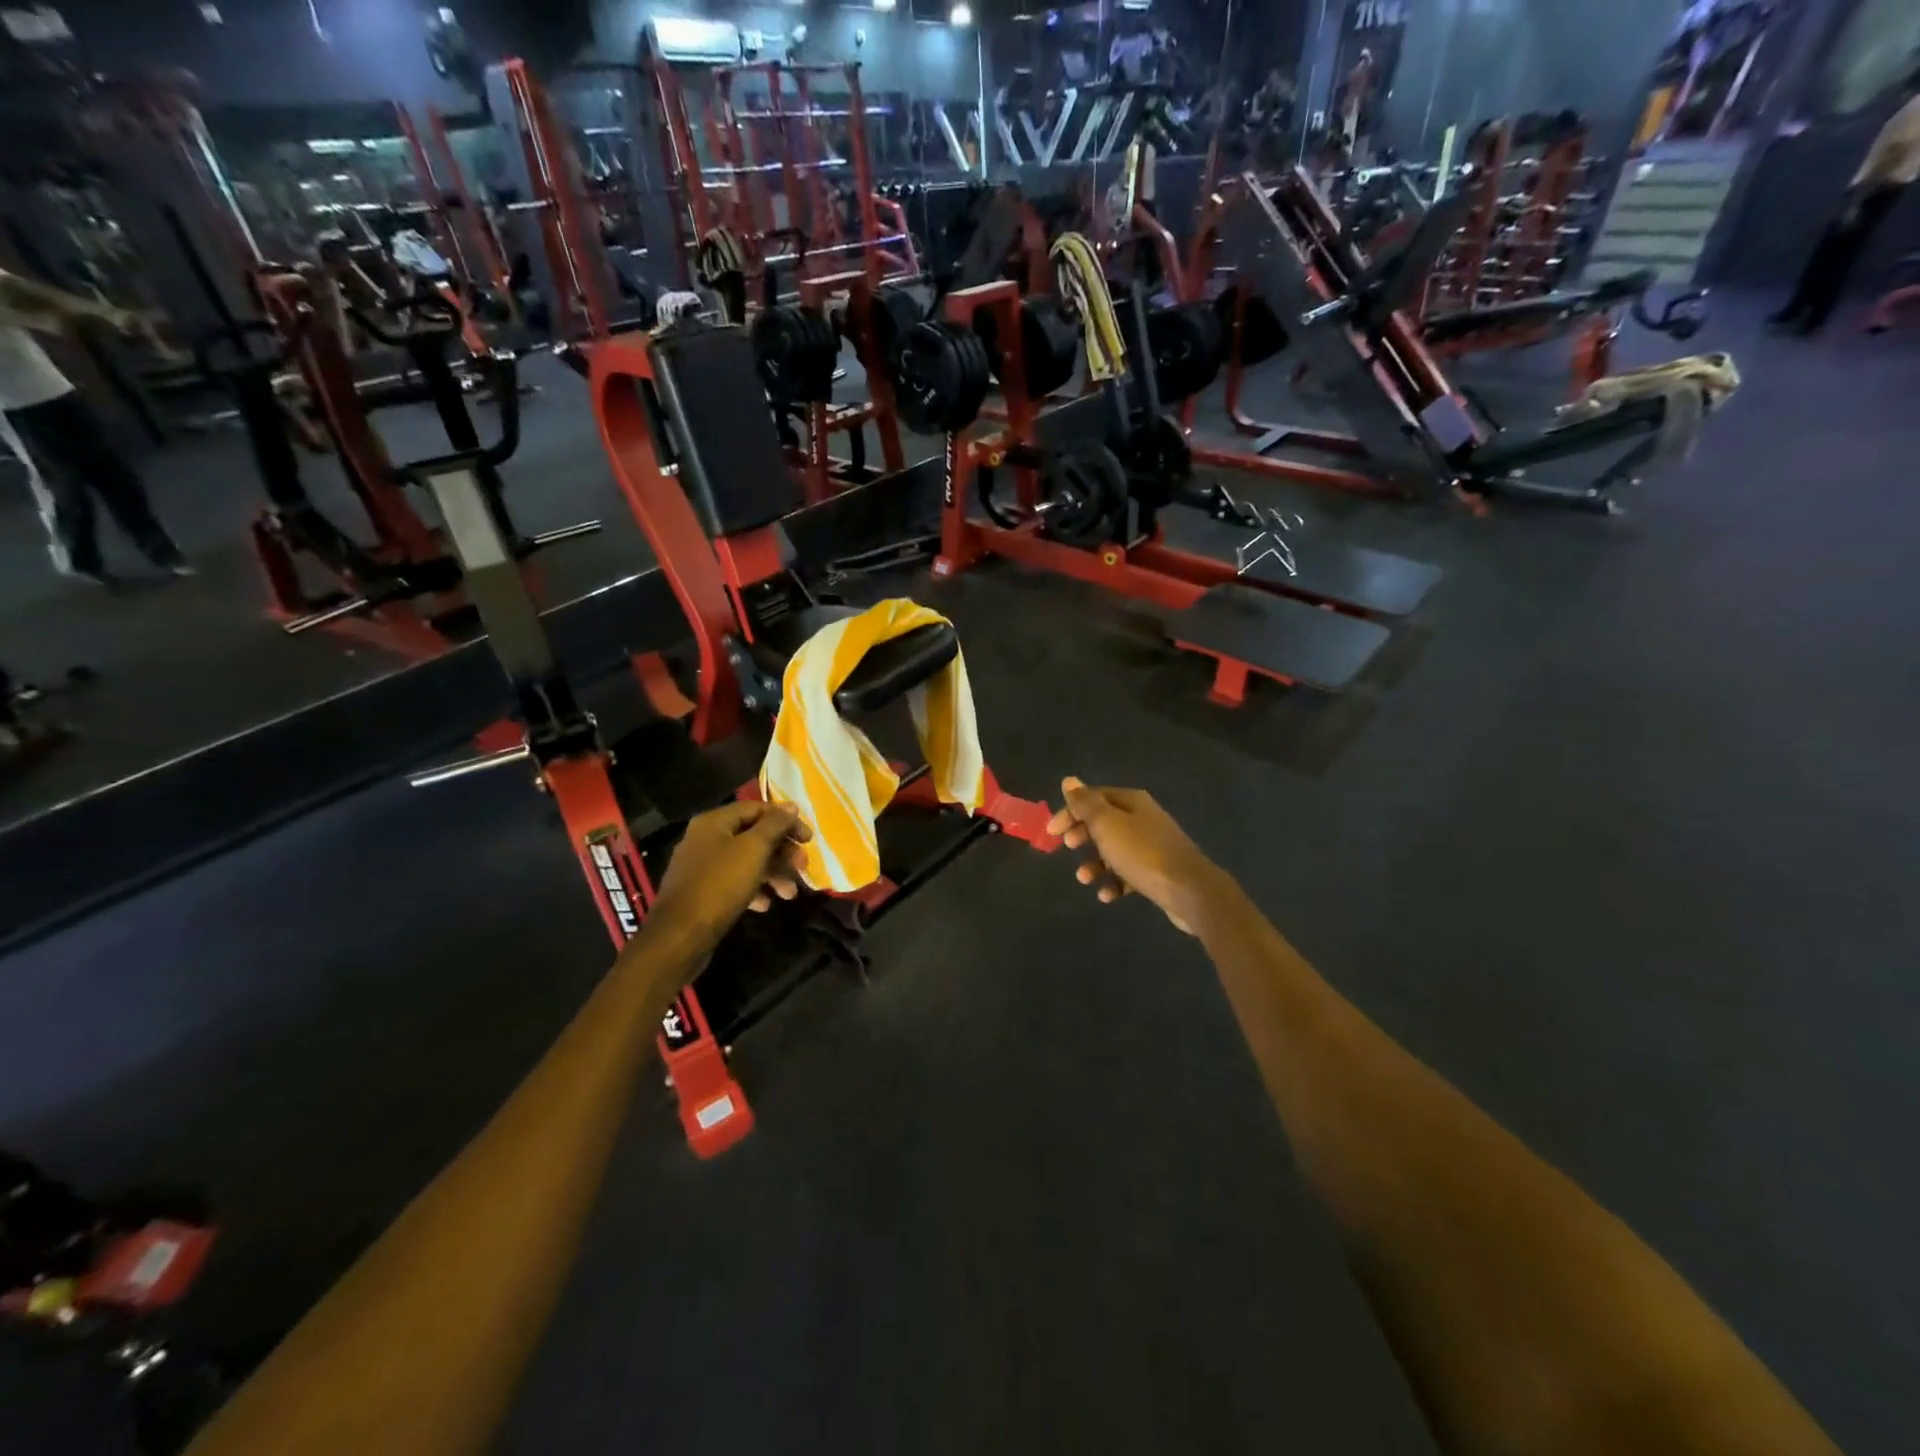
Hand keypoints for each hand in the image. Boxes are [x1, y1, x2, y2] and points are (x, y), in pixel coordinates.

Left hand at [649, 800, 811, 948]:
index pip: (758, 809)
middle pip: (753, 836)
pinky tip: (765, 905)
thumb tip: (791, 806)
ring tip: (790, 894)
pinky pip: (734, 883)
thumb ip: (774, 825)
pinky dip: (754, 890)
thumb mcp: (753, 849)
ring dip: (773, 874)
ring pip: (746, 861)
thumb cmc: (720, 884)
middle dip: (782, 852)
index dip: (786, 820)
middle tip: (803, 867)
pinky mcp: (703, 892)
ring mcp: (702, 866)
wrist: (680, 935)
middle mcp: (706, 839)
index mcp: (714, 822)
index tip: (809, 839)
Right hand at [1046, 777, 1224, 934]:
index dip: (1070, 811)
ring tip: (1085, 879)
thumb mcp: (1107, 825)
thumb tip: (1069, 780)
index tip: (1052, 832)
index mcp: (1132, 802)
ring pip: (1114, 850)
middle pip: (1104, 822)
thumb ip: (1086, 804)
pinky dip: (1114, 883)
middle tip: (1067, 847)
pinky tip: (1107, 896)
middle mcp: (1143, 818)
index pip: (1093, 798)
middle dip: (1082, 835)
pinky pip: (1128, 873)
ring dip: (1095, 863)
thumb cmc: (1142, 853)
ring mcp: (1152, 845)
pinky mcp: (1158, 871)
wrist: (1189, 891)